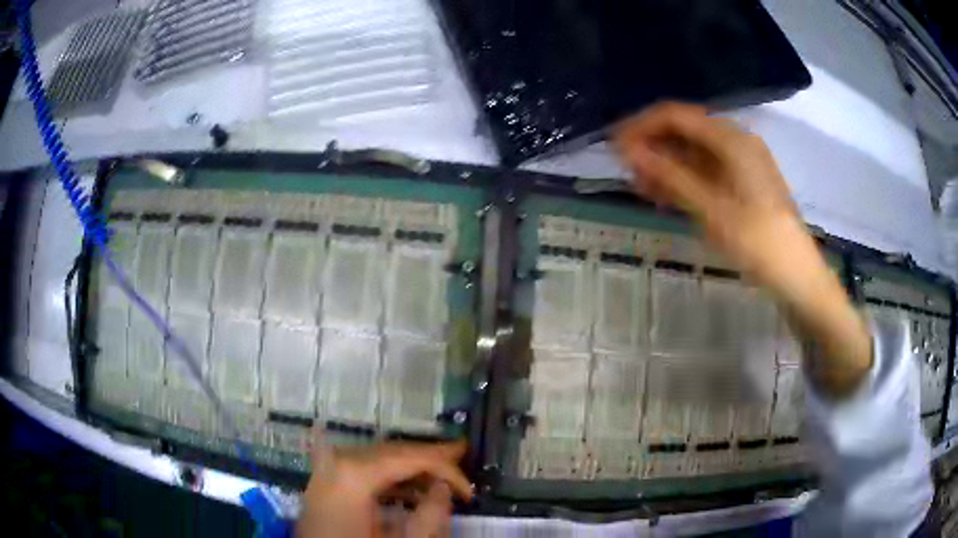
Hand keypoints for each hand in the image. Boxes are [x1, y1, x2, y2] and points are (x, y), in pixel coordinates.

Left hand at [297, 437, 471, 537]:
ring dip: (412, 468)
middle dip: (430, 459)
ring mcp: (328, 469)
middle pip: (393, 451)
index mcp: (354, 473)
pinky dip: (390, 477)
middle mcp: (338, 461)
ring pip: (379, 458)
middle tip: (462, 461)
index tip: (469, 489)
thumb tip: (443, 489)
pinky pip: (364, 469)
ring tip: (442, 478)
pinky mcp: (325, 482)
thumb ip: (429, 516)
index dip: (446, 469)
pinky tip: (410, 489)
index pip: (410, 458)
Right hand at [612, 102, 805, 287]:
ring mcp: (742, 162)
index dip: (641, 126)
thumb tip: (629, 151)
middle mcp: (736, 140)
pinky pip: (707, 170)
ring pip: (694, 152)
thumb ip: (670, 175)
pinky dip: (685, 179)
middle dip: (653, 146)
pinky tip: (666, 194)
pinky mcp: (744, 182)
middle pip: (685, 131)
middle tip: (626, 171)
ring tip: (640, 186)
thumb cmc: (757, 242)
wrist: (797, 275)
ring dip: (666, 165)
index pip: (675, 116)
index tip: (614, 147)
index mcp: (731, 138)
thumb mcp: (711, 209)